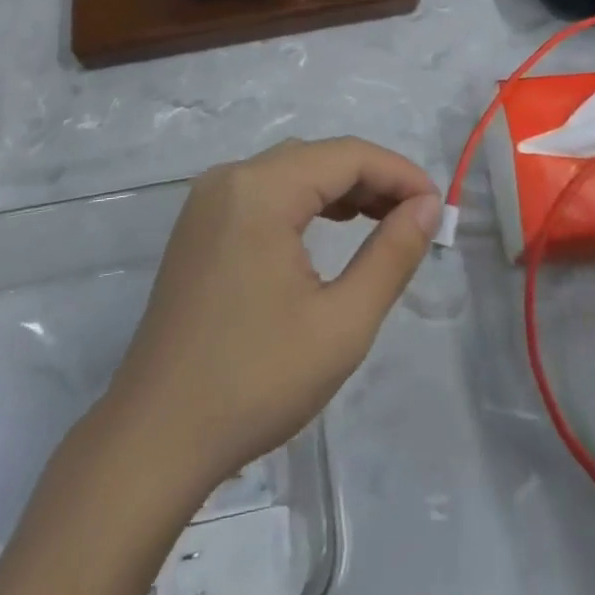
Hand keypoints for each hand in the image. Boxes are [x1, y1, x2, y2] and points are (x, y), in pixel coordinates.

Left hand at [104, 137, 440, 496]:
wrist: (155, 438)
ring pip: (291, 170)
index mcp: (260, 189)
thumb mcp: (342, 323)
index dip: (400, 173)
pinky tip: (331, 229)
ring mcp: (208, 200)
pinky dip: (305, 202)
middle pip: (318, 156)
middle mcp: (230, 178)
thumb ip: (392, 254)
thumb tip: (428, 205)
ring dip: (341, 189)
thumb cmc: (255, 381)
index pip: (347, 155)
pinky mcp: (200, 225)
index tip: (439, 206)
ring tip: (384, 221)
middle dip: (373, 180)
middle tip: (418, 219)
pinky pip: (264, 192)